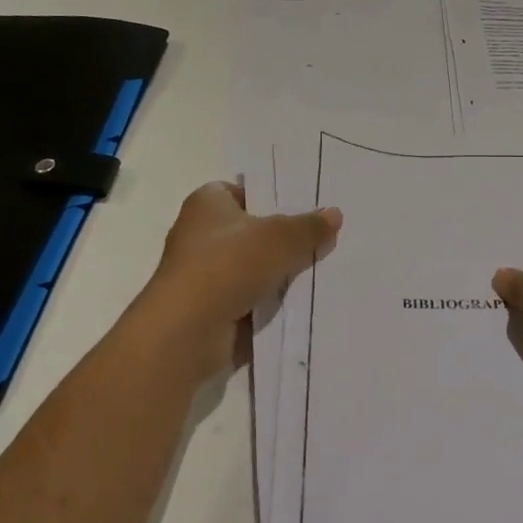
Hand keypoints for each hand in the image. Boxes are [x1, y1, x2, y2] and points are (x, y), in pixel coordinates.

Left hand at [137, 182, 341, 384]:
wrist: (188, 332)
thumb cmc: (227, 265)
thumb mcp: (279, 237)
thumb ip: (308, 226)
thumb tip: (334, 214)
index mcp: (207, 203)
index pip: (244, 191)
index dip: (274, 196)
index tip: (308, 205)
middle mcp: (202, 234)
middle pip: (254, 230)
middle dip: (286, 236)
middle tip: (328, 235)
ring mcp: (207, 274)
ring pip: (257, 267)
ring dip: (283, 272)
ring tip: (328, 267)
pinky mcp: (214, 308)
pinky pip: (254, 298)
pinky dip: (275, 301)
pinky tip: (308, 300)